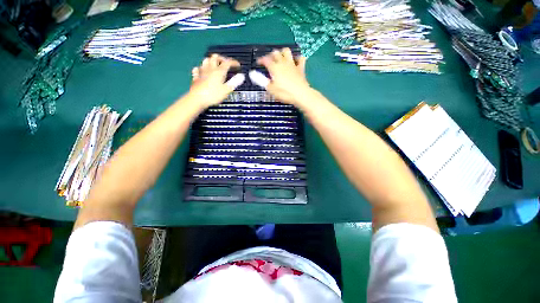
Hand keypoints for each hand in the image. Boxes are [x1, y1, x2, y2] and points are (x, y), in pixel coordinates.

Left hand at [187, 54, 242, 109]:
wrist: (197, 98)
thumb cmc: (213, 95)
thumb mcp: (226, 90)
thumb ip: (234, 82)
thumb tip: (242, 76)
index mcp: (219, 71)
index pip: (227, 62)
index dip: (233, 62)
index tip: (238, 65)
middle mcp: (210, 69)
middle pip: (215, 57)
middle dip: (222, 58)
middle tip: (226, 63)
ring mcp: (202, 72)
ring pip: (206, 60)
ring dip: (211, 61)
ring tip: (215, 65)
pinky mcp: (196, 77)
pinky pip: (197, 69)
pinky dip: (201, 68)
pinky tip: (202, 71)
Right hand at [256, 48, 311, 106]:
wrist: (300, 95)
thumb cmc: (284, 93)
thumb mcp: (271, 89)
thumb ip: (261, 80)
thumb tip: (252, 74)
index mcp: (274, 68)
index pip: (265, 59)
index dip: (261, 60)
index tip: (258, 62)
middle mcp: (283, 63)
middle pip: (275, 53)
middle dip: (271, 55)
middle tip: (269, 61)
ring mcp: (292, 64)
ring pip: (287, 51)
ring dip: (282, 53)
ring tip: (280, 58)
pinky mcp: (300, 68)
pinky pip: (300, 58)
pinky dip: (297, 58)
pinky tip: (295, 61)